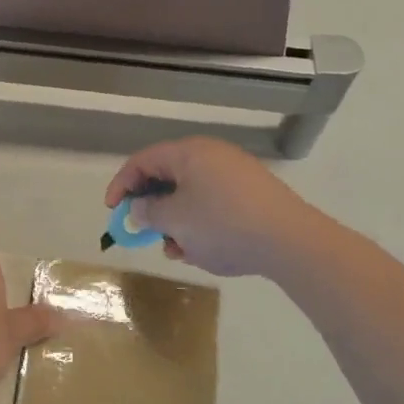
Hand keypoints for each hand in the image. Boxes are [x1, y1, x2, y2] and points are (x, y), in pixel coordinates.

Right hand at [105, 137, 314, 277]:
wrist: (290, 241)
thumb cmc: (223, 225)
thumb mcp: (175, 220)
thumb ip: (149, 213)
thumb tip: (140, 209)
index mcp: (190, 152)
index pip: (143, 160)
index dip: (122, 185)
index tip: (113, 211)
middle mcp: (212, 156)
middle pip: (168, 178)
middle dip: (153, 209)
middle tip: (145, 233)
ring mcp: (236, 175)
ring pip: (191, 195)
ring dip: (177, 222)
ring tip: (178, 250)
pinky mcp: (253, 196)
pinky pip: (214, 205)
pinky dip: (201, 225)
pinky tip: (203, 251)